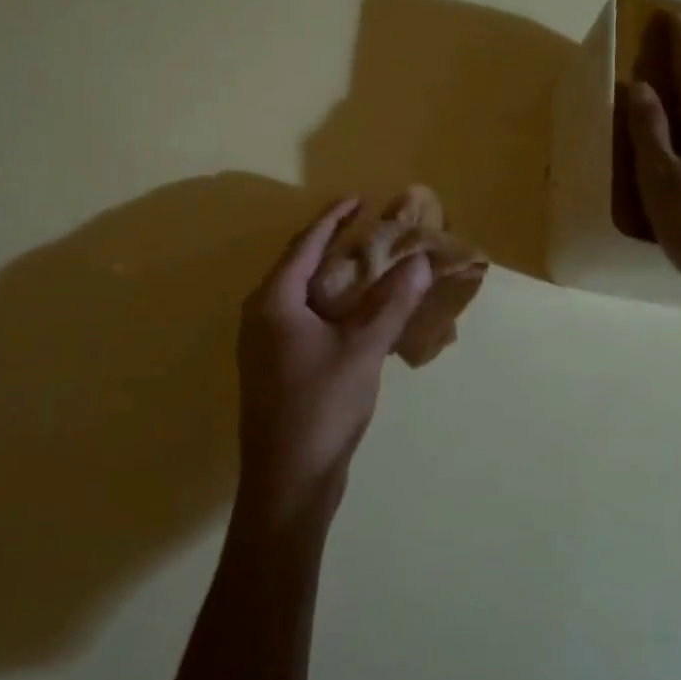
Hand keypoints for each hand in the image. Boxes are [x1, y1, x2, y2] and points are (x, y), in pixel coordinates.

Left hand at [237, 198, 431, 523]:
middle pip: (298, 266)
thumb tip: (419, 260)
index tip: (359, 198)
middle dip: (332, 245)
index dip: (332, 218)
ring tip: (368, 266)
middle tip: (369, 230)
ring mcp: (265, 345)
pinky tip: (357, 315)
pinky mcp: (276, 368)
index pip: (304, 244)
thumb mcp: (362, 349)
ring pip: (301, 296)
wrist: (288, 480)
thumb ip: (391, 302)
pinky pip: (304, 321)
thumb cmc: (321, 406)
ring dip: (332, 278)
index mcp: (273, 302)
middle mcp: (261, 316)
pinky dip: (331, 307)